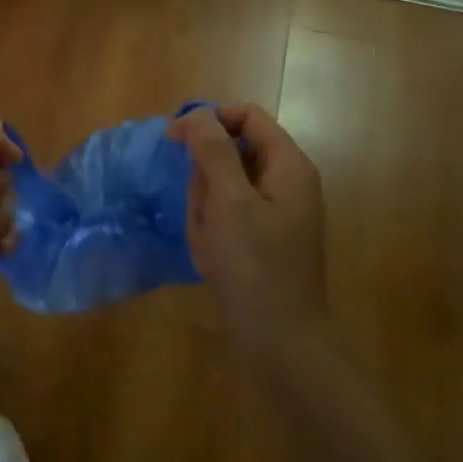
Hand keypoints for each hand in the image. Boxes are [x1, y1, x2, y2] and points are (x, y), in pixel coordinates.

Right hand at [169, 103, 327, 346]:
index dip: (210, 120)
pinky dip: (212, 229)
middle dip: (206, 176)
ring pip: (225, 186)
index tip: (174, 140)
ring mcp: (276, 214)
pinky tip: (211, 257)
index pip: (247, 116)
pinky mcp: (263, 241)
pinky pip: (228, 216)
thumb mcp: (229, 201)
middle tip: (202, 210)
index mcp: (288, 166)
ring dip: (205, 207)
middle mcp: (287, 183)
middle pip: (234, 151)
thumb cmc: (255, 267)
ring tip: (208, 240)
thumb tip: (199, 115)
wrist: (281, 346)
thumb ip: (214, 151)